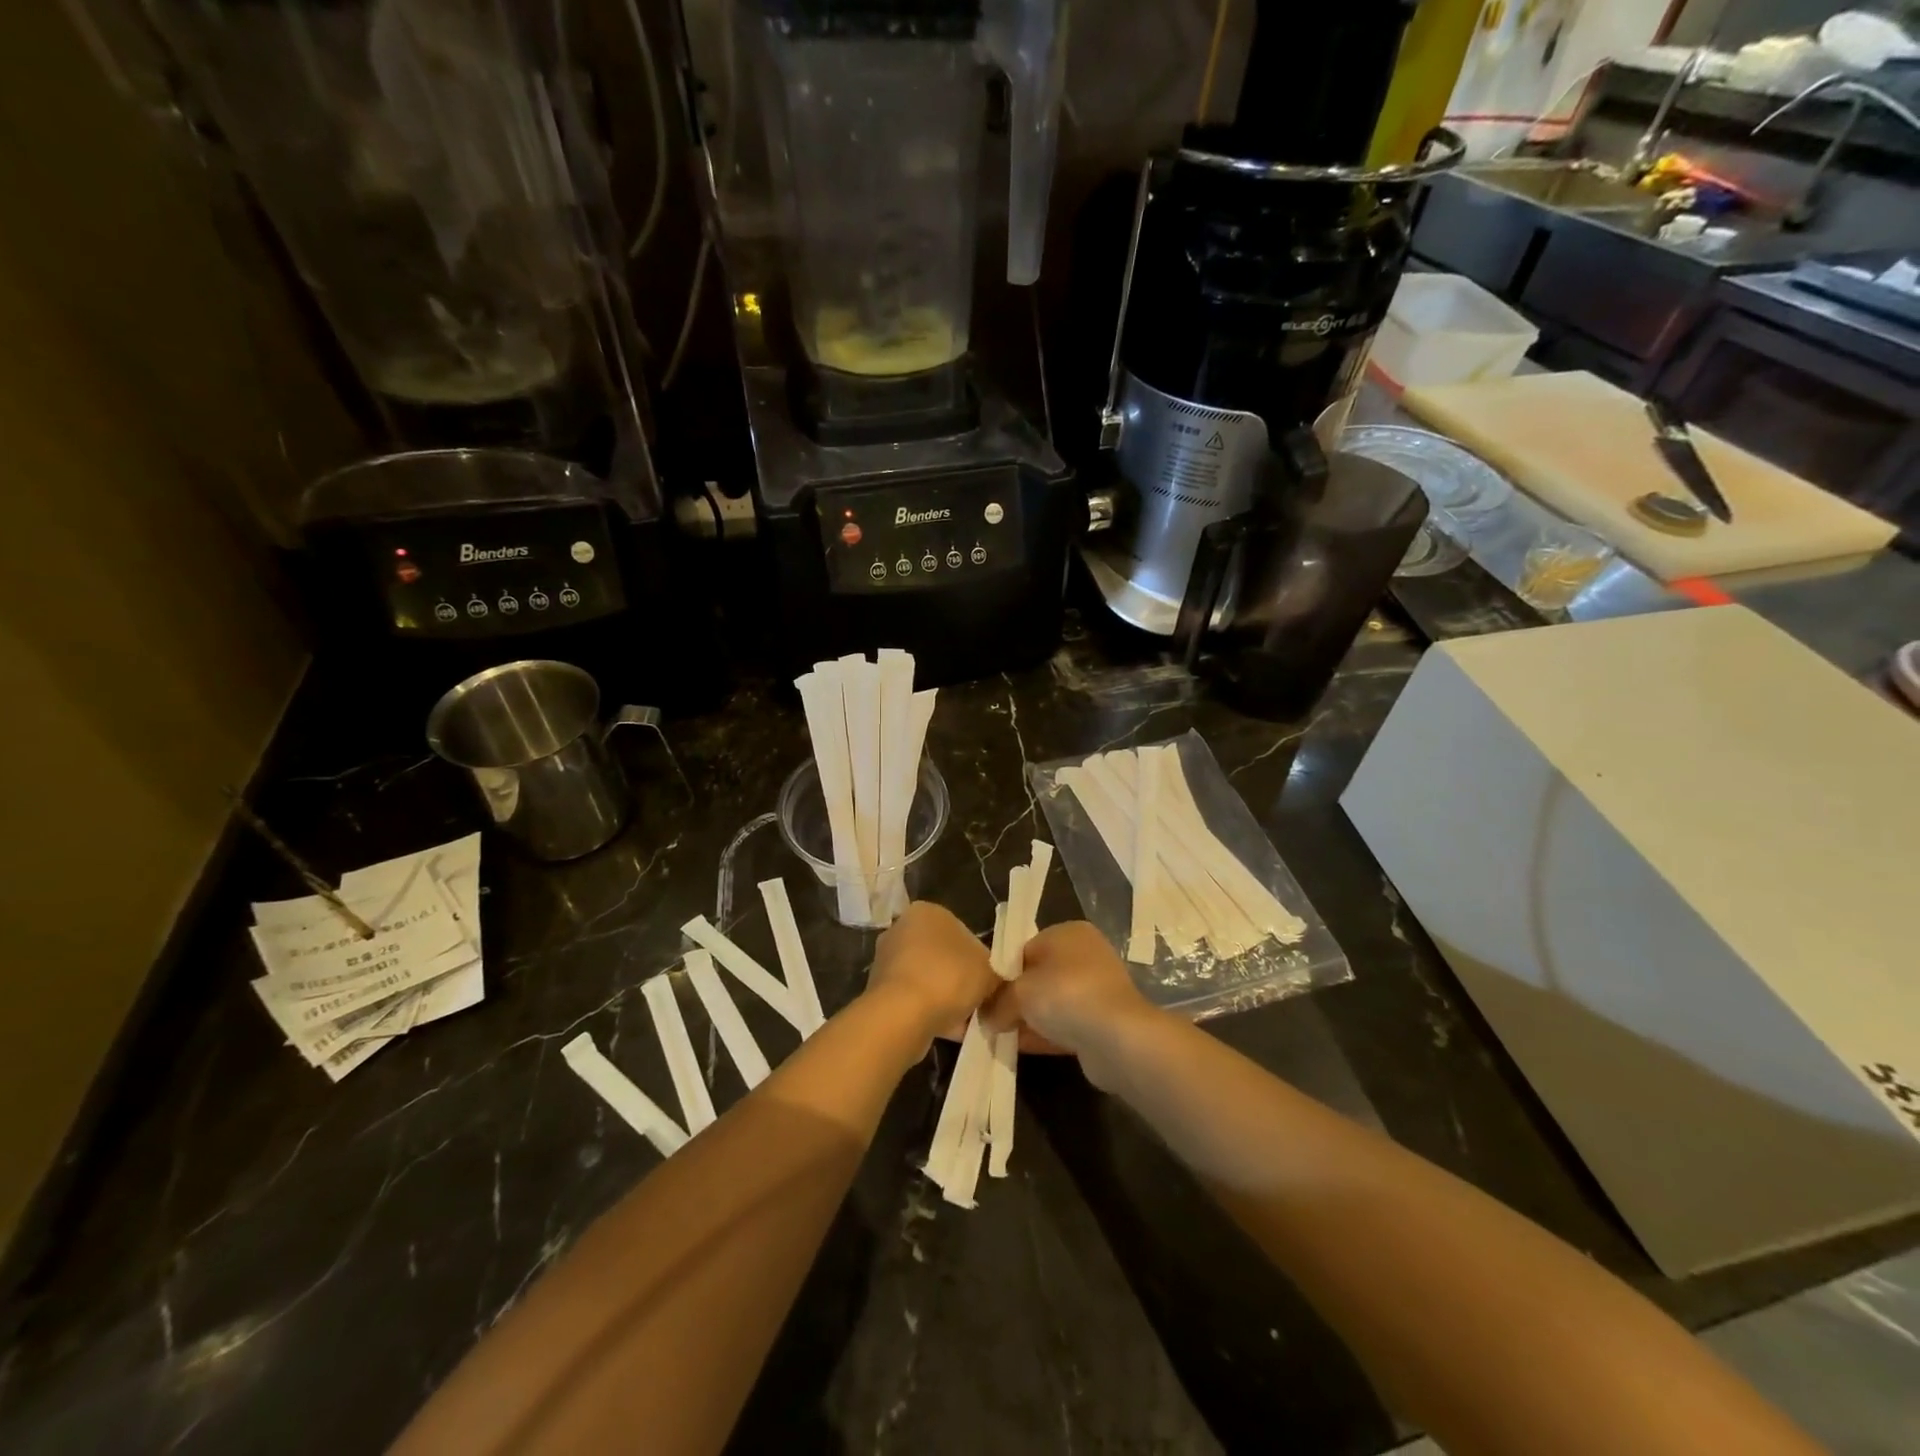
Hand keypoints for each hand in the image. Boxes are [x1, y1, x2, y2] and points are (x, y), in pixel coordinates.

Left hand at [866, 902, 998, 1049]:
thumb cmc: (949, 977)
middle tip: (979, 1002)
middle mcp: (902, 928)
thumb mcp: (989, 970)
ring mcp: (887, 960)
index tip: (989, 981)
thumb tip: (995, 983)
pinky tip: (950, 1032)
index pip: (961, 931)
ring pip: (928, 979)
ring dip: (945, 998)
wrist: (902, 1014)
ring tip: (967, 1022)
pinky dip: (930, 1012)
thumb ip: (995, 972)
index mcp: (927, 911)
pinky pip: (913, 999)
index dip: (979, 958)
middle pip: (942, 956)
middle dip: (960, 978)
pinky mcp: (879, 990)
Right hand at [983, 922, 1160, 1088]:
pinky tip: (1019, 1048)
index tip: (986, 995)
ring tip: (1000, 1037)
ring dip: (1028, 1020)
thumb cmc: (1065, 995)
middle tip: (990, 1020)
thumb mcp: (1019, 992)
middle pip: (1038, 977)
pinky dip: (1044, 1035)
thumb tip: (985, 1018)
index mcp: (1068, 933)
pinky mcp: (1102, 1021)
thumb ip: (998, 1002)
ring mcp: (1096, 990)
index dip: (1004, 973)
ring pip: (1052, 1003)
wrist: (1118, 1037)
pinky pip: (1065, 1025)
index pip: (1025, 949)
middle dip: (1015, 999)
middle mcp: (1085, 955)